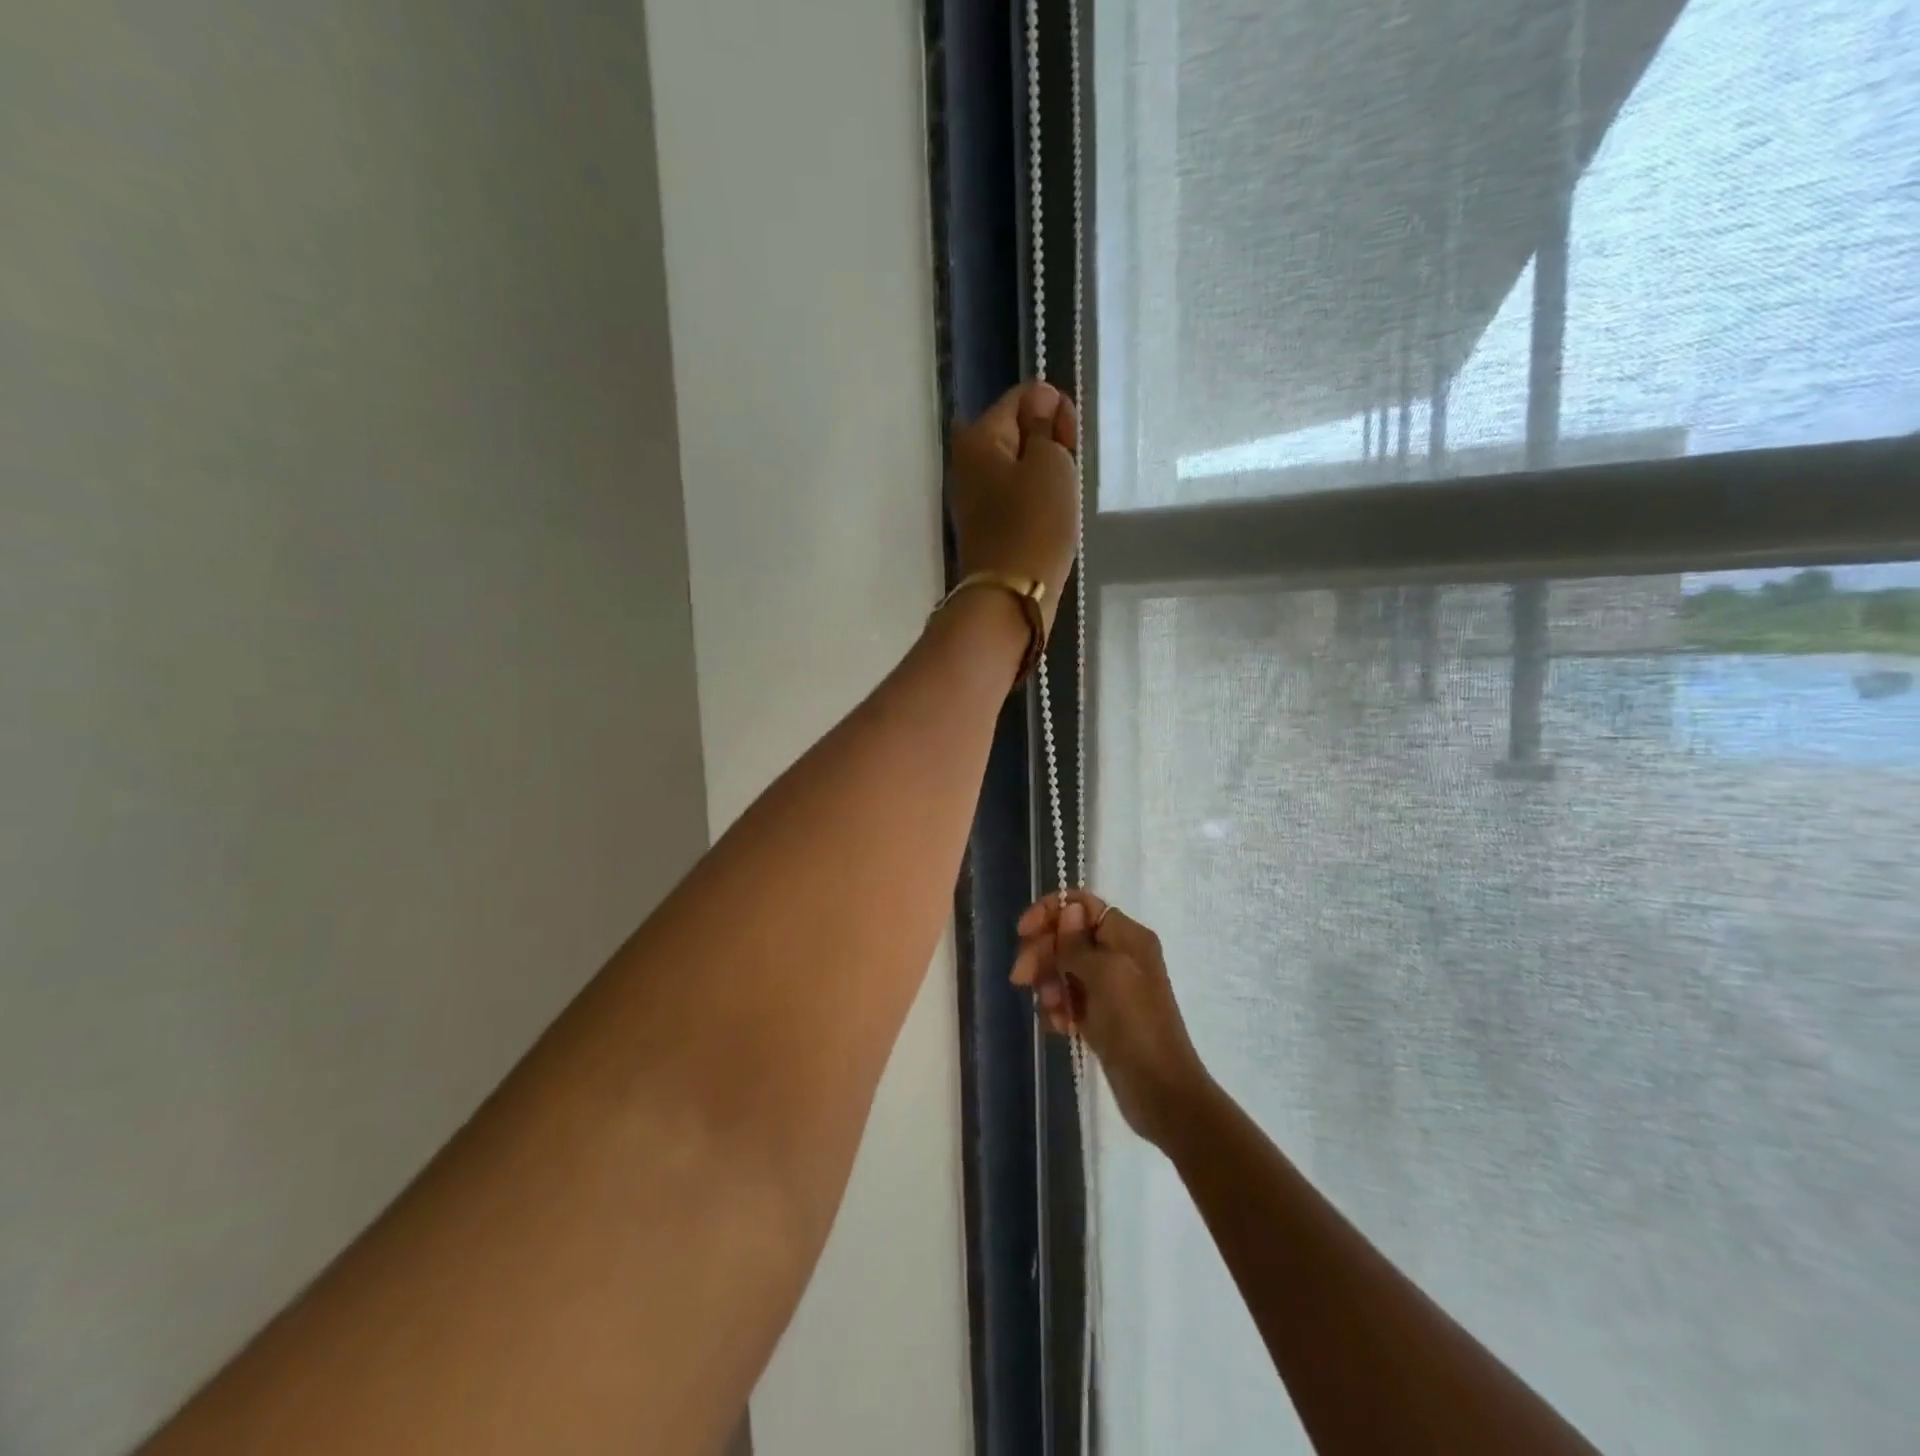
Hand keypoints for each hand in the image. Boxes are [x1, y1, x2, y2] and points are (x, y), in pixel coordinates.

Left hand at [949, 381, 1079, 630]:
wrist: (1010, 596)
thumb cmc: (1034, 525)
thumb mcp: (1051, 463)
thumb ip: (1046, 425)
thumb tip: (1040, 401)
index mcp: (979, 435)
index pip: (1025, 397)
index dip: (1056, 410)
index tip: (1071, 444)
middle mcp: (968, 460)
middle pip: (1019, 430)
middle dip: (1050, 444)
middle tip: (1067, 475)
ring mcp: (975, 496)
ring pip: (1020, 466)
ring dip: (1045, 476)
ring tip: (1061, 501)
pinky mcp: (986, 525)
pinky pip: (1017, 497)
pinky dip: (1036, 501)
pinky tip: (1050, 519)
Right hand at [1011, 892, 1209, 1146]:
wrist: (1162, 1092)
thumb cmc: (1135, 1025)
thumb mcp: (1105, 975)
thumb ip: (1078, 943)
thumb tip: (1069, 908)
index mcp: (1127, 936)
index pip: (1082, 905)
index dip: (1049, 912)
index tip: (1022, 933)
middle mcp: (1119, 955)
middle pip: (1067, 936)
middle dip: (1042, 954)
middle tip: (1021, 979)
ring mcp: (1110, 987)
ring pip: (1064, 969)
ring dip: (1050, 985)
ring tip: (1053, 1012)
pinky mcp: (1101, 1016)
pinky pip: (1069, 1000)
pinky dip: (1060, 1010)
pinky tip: (1060, 1028)